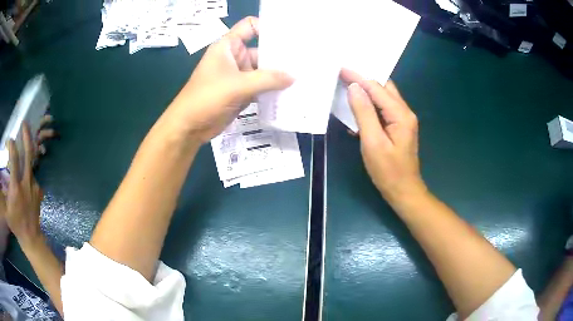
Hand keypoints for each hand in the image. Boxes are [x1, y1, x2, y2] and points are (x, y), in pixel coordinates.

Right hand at [0, 123, 42, 245]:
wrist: (31, 238)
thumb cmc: (16, 225)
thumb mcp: (6, 210)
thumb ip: (2, 194)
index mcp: (16, 188)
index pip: (14, 160)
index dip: (12, 146)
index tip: (10, 139)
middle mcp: (26, 184)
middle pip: (28, 155)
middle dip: (27, 136)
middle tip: (25, 124)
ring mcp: (34, 187)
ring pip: (32, 164)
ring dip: (28, 150)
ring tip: (26, 139)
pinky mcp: (39, 192)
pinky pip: (33, 176)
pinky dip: (29, 170)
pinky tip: (26, 170)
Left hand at [169, 16, 292, 142]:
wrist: (189, 127)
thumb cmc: (207, 98)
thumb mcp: (237, 85)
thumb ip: (267, 79)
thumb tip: (293, 77)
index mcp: (228, 46)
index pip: (251, 26)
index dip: (269, 27)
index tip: (291, 36)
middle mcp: (235, 57)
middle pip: (262, 49)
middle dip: (281, 55)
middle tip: (306, 60)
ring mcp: (238, 75)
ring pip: (263, 70)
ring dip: (279, 75)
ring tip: (303, 77)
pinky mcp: (241, 91)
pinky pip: (261, 86)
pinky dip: (273, 89)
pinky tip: (290, 92)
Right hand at [341, 68, 426, 205]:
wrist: (403, 191)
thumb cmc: (388, 171)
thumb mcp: (372, 142)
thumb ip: (364, 113)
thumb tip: (354, 88)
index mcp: (401, 114)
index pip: (377, 88)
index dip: (358, 77)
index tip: (341, 68)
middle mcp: (405, 112)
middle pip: (384, 88)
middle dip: (365, 78)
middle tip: (345, 73)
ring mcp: (403, 120)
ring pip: (384, 97)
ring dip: (367, 91)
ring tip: (348, 85)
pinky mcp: (398, 127)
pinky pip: (383, 109)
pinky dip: (370, 105)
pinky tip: (357, 108)